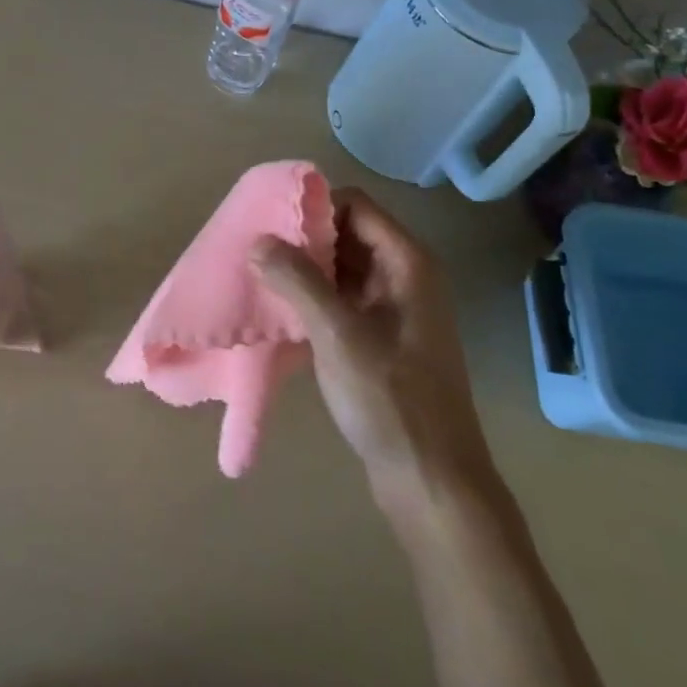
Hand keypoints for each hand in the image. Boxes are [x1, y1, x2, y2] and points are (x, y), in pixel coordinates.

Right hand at [252, 188, 496, 516]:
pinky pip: (342, 300)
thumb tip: (258, 240)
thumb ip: (297, 281)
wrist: (432, 481)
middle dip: (303, 237)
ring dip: (305, 269)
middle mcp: (405, 276)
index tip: (269, 219)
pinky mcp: (382, 339)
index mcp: (407, 263)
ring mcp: (394, 309)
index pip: (355, 205)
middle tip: (254, 246)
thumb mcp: (338, 335)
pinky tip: (279, 309)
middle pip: (348, 233)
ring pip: (342, 268)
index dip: (314, 205)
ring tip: (258, 273)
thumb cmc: (390, 399)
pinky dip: (313, 298)